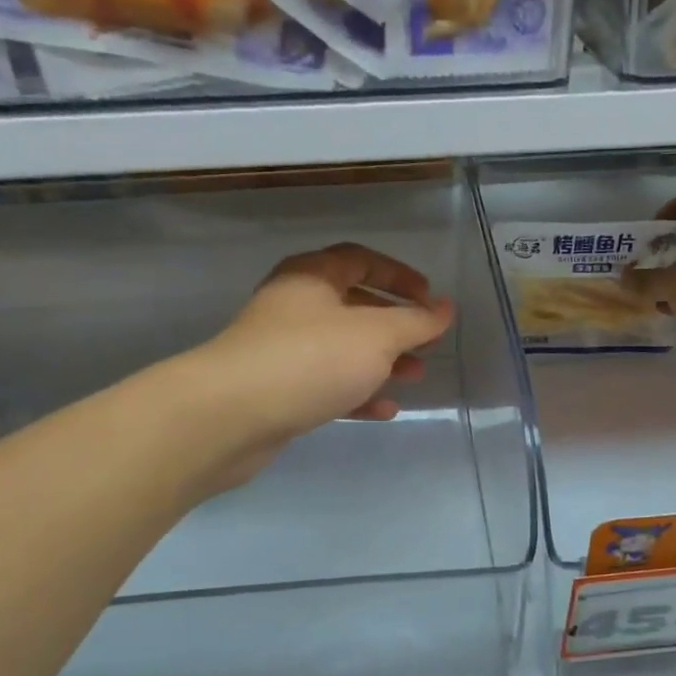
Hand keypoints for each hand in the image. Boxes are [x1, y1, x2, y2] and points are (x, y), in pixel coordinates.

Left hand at [195, 243, 454, 488]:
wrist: (230, 415)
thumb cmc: (311, 359)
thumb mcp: (376, 336)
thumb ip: (416, 322)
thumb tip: (445, 308)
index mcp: (313, 276)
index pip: (362, 260)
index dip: (399, 276)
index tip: (430, 299)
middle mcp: (295, 306)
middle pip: (354, 305)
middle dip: (395, 325)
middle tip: (426, 343)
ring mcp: (283, 348)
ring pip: (343, 348)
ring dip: (381, 361)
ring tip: (414, 377)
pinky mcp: (278, 389)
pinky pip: (327, 383)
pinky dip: (357, 392)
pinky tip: (384, 410)